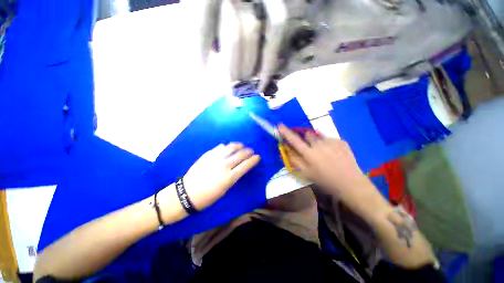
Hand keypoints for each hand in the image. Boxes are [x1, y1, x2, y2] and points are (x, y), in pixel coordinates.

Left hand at [182, 143, 260, 210]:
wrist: (187, 193)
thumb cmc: (208, 196)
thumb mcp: (225, 190)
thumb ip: (233, 177)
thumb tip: (239, 168)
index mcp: (230, 177)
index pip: (246, 165)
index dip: (253, 160)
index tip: (258, 157)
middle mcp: (225, 165)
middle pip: (240, 155)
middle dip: (248, 151)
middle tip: (251, 150)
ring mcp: (216, 158)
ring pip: (231, 148)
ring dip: (239, 146)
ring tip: (242, 145)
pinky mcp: (208, 154)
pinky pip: (220, 147)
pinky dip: (226, 146)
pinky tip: (228, 147)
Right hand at [279, 125, 368, 198]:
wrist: (350, 183)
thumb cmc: (325, 180)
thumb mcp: (306, 173)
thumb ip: (295, 160)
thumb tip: (287, 149)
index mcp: (309, 153)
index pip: (294, 140)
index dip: (286, 132)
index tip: (280, 125)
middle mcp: (319, 144)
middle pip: (308, 135)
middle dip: (306, 139)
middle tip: (310, 149)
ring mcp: (332, 141)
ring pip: (319, 136)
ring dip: (317, 142)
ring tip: (324, 153)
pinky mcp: (341, 141)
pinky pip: (329, 139)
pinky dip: (328, 144)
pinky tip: (333, 154)